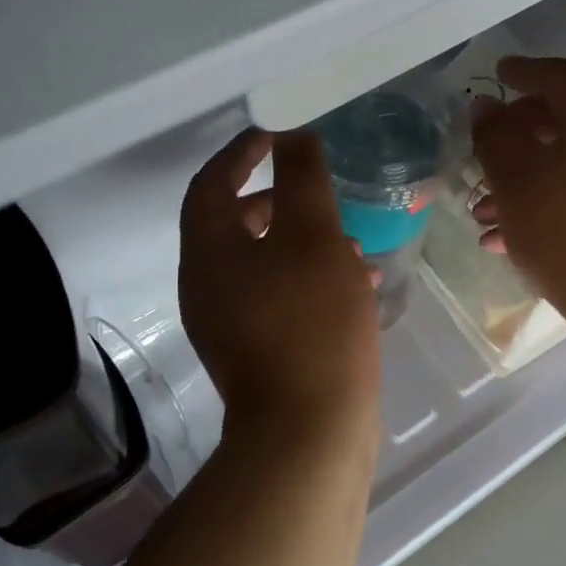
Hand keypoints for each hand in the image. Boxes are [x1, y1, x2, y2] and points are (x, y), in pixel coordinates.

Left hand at [179, 128, 382, 438]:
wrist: (308, 431)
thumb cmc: (311, 321)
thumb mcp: (314, 237)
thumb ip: (302, 179)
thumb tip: (293, 135)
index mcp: (209, 252)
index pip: (211, 184)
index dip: (241, 153)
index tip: (275, 134)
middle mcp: (208, 285)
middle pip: (234, 224)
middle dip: (278, 198)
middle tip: (316, 186)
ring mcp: (229, 323)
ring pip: (263, 261)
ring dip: (301, 240)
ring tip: (351, 238)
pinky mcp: (256, 351)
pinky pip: (278, 295)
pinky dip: (309, 277)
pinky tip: (357, 282)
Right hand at [471, 57, 565, 323]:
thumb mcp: (516, 181)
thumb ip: (495, 136)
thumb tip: (487, 106)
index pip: (560, 76)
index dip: (523, 72)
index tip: (497, 74)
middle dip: (518, 138)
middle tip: (484, 153)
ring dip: (529, 180)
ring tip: (486, 215)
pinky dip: (554, 202)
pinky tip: (516, 239)